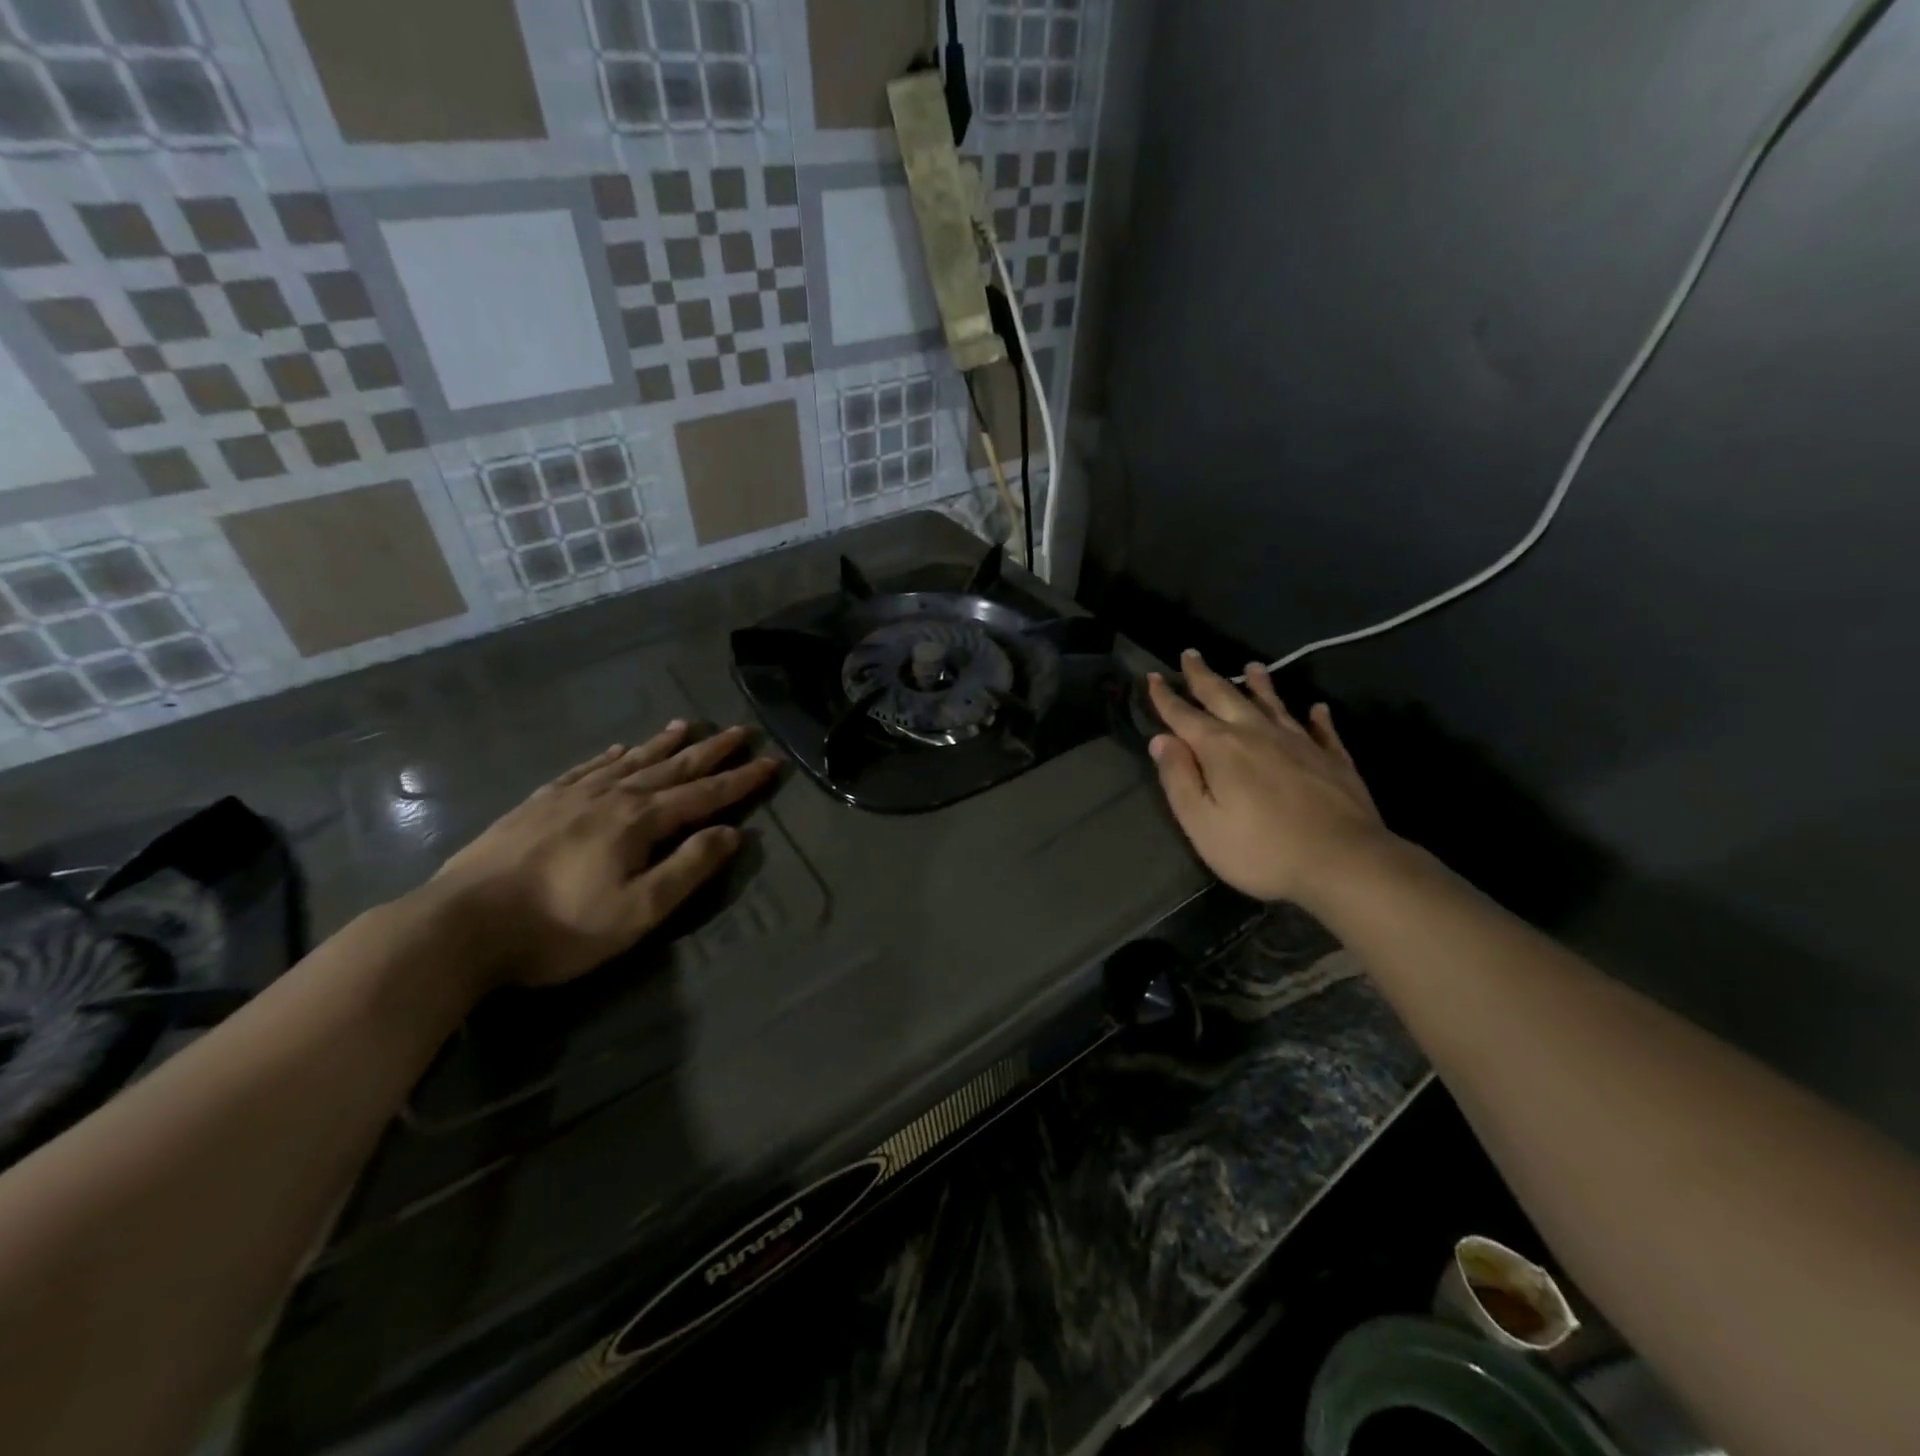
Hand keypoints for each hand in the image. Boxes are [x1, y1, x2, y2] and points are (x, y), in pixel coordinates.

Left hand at [429, 722, 779, 988]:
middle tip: (739, 730)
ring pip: (630, 761)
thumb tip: (732, 833)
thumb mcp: (638, 911)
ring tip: (687, 725)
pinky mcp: (537, 805)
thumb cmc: (560, 927)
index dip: (740, 780)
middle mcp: (611, 797)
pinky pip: (585, 769)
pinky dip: (609, 757)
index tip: (770, 762)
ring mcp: (570, 796)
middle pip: (672, 768)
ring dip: (663, 744)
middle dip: (710, 750)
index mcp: (639, 821)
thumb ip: (688, 868)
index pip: (704, 794)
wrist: (460, 926)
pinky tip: (616, 749)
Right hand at [1147, 652, 1391, 906]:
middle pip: (1225, 696)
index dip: (1166, 697)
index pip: (1184, 715)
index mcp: (1221, 749)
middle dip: (1204, 676)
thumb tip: (1161, 740)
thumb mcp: (1202, 823)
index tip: (1153, 677)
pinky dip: (1316, 717)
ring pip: (1273, 704)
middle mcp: (1257, 734)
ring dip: (1259, 685)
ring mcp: (1300, 743)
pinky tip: (1317, 708)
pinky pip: (1322, 729)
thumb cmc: (1261, 850)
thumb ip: (1179, 779)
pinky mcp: (1334, 759)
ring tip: (1252, 666)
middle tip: (1191, 654)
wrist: (1344, 862)